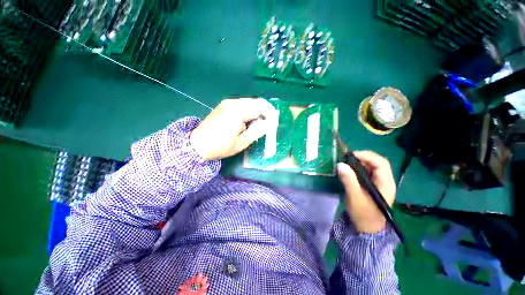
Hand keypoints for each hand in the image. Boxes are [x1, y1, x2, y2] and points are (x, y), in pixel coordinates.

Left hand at [190, 98, 278, 159]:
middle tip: (269, 125)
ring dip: (258, 112)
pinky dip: (250, 111)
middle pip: (257, 102)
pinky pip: (243, 105)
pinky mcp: (225, 105)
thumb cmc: (220, 146)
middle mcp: (233, 103)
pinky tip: (249, 122)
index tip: (274, 125)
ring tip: (260, 125)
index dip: (271, 115)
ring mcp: (228, 103)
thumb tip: (267, 124)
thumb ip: (257, 131)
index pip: (261, 106)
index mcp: (237, 111)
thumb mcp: (242, 142)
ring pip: (250, 103)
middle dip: (266, 112)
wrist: (197, 145)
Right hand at [337, 151, 395, 233]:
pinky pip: (367, 172)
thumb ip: (348, 180)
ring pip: (371, 166)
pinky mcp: (372, 185)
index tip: (351, 155)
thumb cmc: (363, 214)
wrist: (367, 228)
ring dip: (360, 162)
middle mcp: (385, 181)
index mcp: (386, 184)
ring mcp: (379, 183)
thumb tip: (340, 164)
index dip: (367, 156)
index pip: (381, 163)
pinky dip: (358, 168)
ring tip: (346, 162)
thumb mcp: (355, 197)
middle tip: (347, 158)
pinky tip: (349, 169)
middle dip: (362, 157)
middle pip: (377, 162)